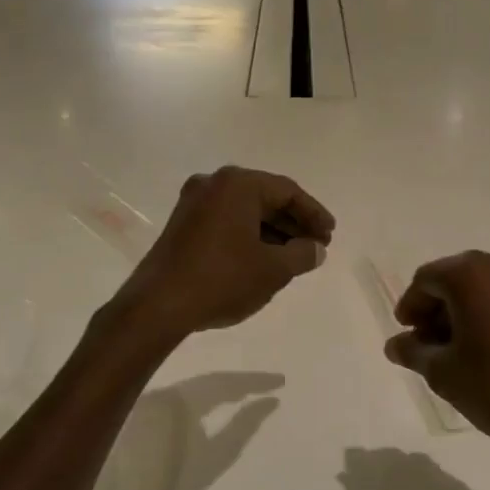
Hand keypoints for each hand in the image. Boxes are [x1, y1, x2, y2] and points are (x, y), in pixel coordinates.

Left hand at [118, 167, 334, 338]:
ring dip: (272, 231)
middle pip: (265, 197)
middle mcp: (214, 184)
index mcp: (238, 184)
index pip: (287, 191)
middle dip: (293, 223)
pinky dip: (248, 235)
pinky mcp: (182, 223)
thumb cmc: (222, 279)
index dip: (313, 214)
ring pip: (245, 210)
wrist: (159, 305)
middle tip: (316, 246)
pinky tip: (263, 258)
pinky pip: (226, 221)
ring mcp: (193, 202)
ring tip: (294, 257)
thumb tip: (316, 249)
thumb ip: (302, 254)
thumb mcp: (272, 269)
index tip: (330, 235)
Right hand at [384, 251, 489, 489]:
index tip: (406, 333)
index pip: (426, 280)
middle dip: (439, 308)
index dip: (411, 307)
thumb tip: (396, 345)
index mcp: (471, 274)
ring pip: (488, 288)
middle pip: (458, 279)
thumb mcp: (444, 373)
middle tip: (429, 343)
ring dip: (468, 311)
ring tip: (461, 350)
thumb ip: (414, 352)